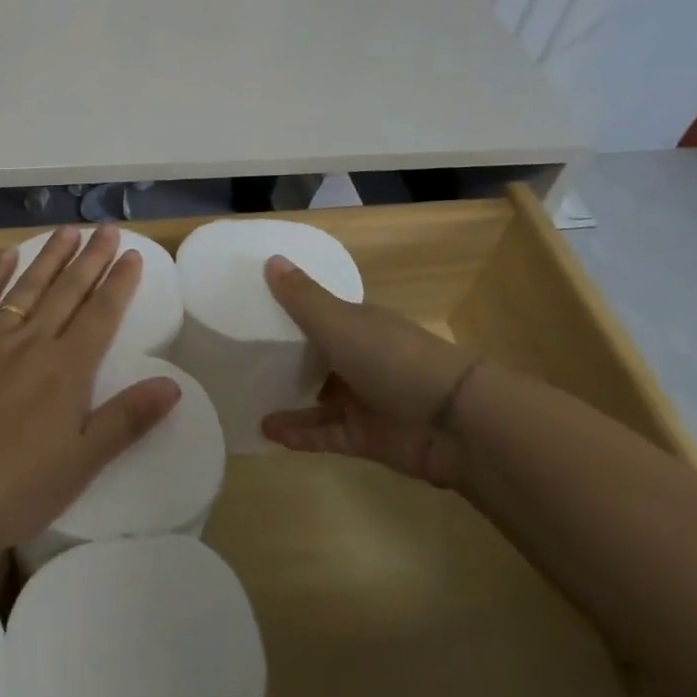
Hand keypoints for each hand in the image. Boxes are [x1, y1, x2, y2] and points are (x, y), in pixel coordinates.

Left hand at [0, 227, 182, 557]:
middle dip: (91, 258)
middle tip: (106, 228)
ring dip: (50, 257)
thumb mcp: (81, 464)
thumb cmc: (12, 489)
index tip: (132, 255)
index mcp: (66, 370)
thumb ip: (126, 420)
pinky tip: (7, 256)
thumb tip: (172, 383)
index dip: (119, 283)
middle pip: (68, 291)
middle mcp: (31, 343)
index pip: (101, 315)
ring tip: (67, 231)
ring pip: (27, 288)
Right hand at [259, 254, 475, 486]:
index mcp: (359, 324)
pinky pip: (326, 434)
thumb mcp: (339, 322)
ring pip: (320, 398)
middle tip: (242, 357)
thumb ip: (302, 297)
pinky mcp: (367, 438)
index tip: (252, 310)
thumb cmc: (392, 358)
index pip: (321, 313)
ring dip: (289, 398)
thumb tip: (270, 258)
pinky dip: (300, 433)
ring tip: (248, 397)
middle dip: (287, 357)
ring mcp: (366, 400)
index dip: (290, 311)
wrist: (454, 421)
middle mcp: (362, 359)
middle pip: (319, 356)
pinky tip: (267, 431)